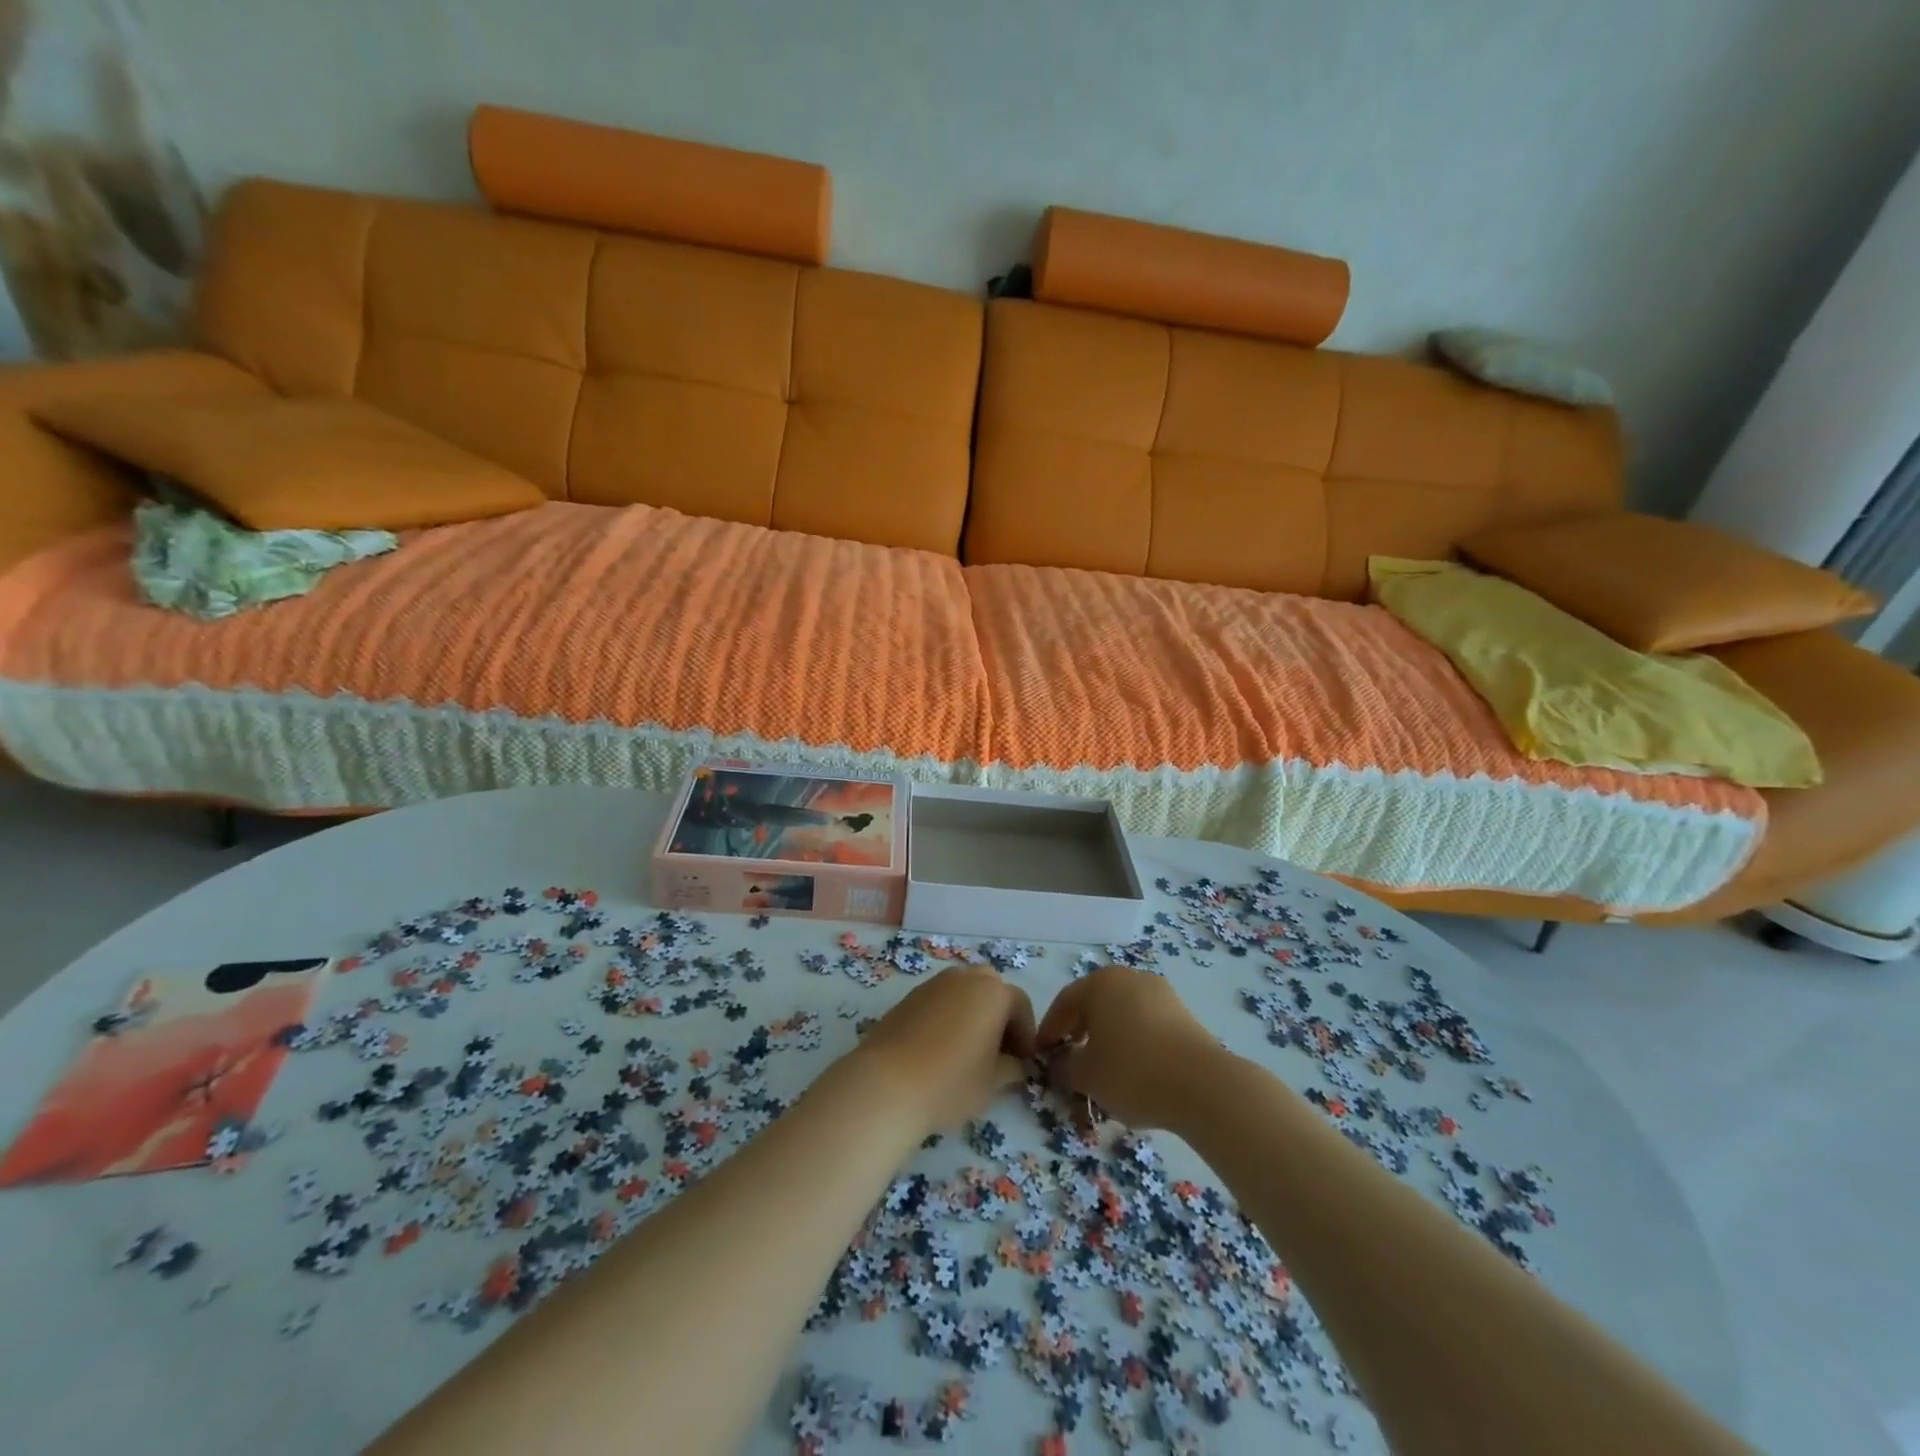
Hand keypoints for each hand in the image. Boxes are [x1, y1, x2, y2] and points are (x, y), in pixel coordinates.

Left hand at [853, 967, 1036, 1135]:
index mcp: (993, 992)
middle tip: (998, 1051)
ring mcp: (934, 983)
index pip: (1020, 1005)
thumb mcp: (993, 1082)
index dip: (1025, 1034)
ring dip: (973, 1014)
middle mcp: (965, 977)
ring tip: (969, 1051)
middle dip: (999, 1016)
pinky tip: (941, 1048)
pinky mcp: (909, 996)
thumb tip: (1015, 1064)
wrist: (887, 1083)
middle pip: (991, 990)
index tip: (1023, 1062)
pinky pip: (940, 1001)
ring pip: (963, 992)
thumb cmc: (951, 1082)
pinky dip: (948, 1017)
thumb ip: (1011, 1068)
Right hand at [1036, 966, 1221, 1128]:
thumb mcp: (1086, 1076)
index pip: (1064, 1003)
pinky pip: (1145, 1025)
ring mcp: (1160, 993)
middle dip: (1078, 1033)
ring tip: (1102, 1071)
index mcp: (1101, 983)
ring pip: (1121, 1015)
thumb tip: (1058, 1064)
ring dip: (1107, 1039)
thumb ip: (1064, 1067)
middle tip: (1069, 1061)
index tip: (1041, 1056)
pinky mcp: (1183, 1014)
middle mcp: (1130, 978)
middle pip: (1094, 1005)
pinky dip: (1132, 1043)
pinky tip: (1133, 1071)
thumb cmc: (1133, 1072)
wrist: (1204, 1085)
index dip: (1049, 1031)